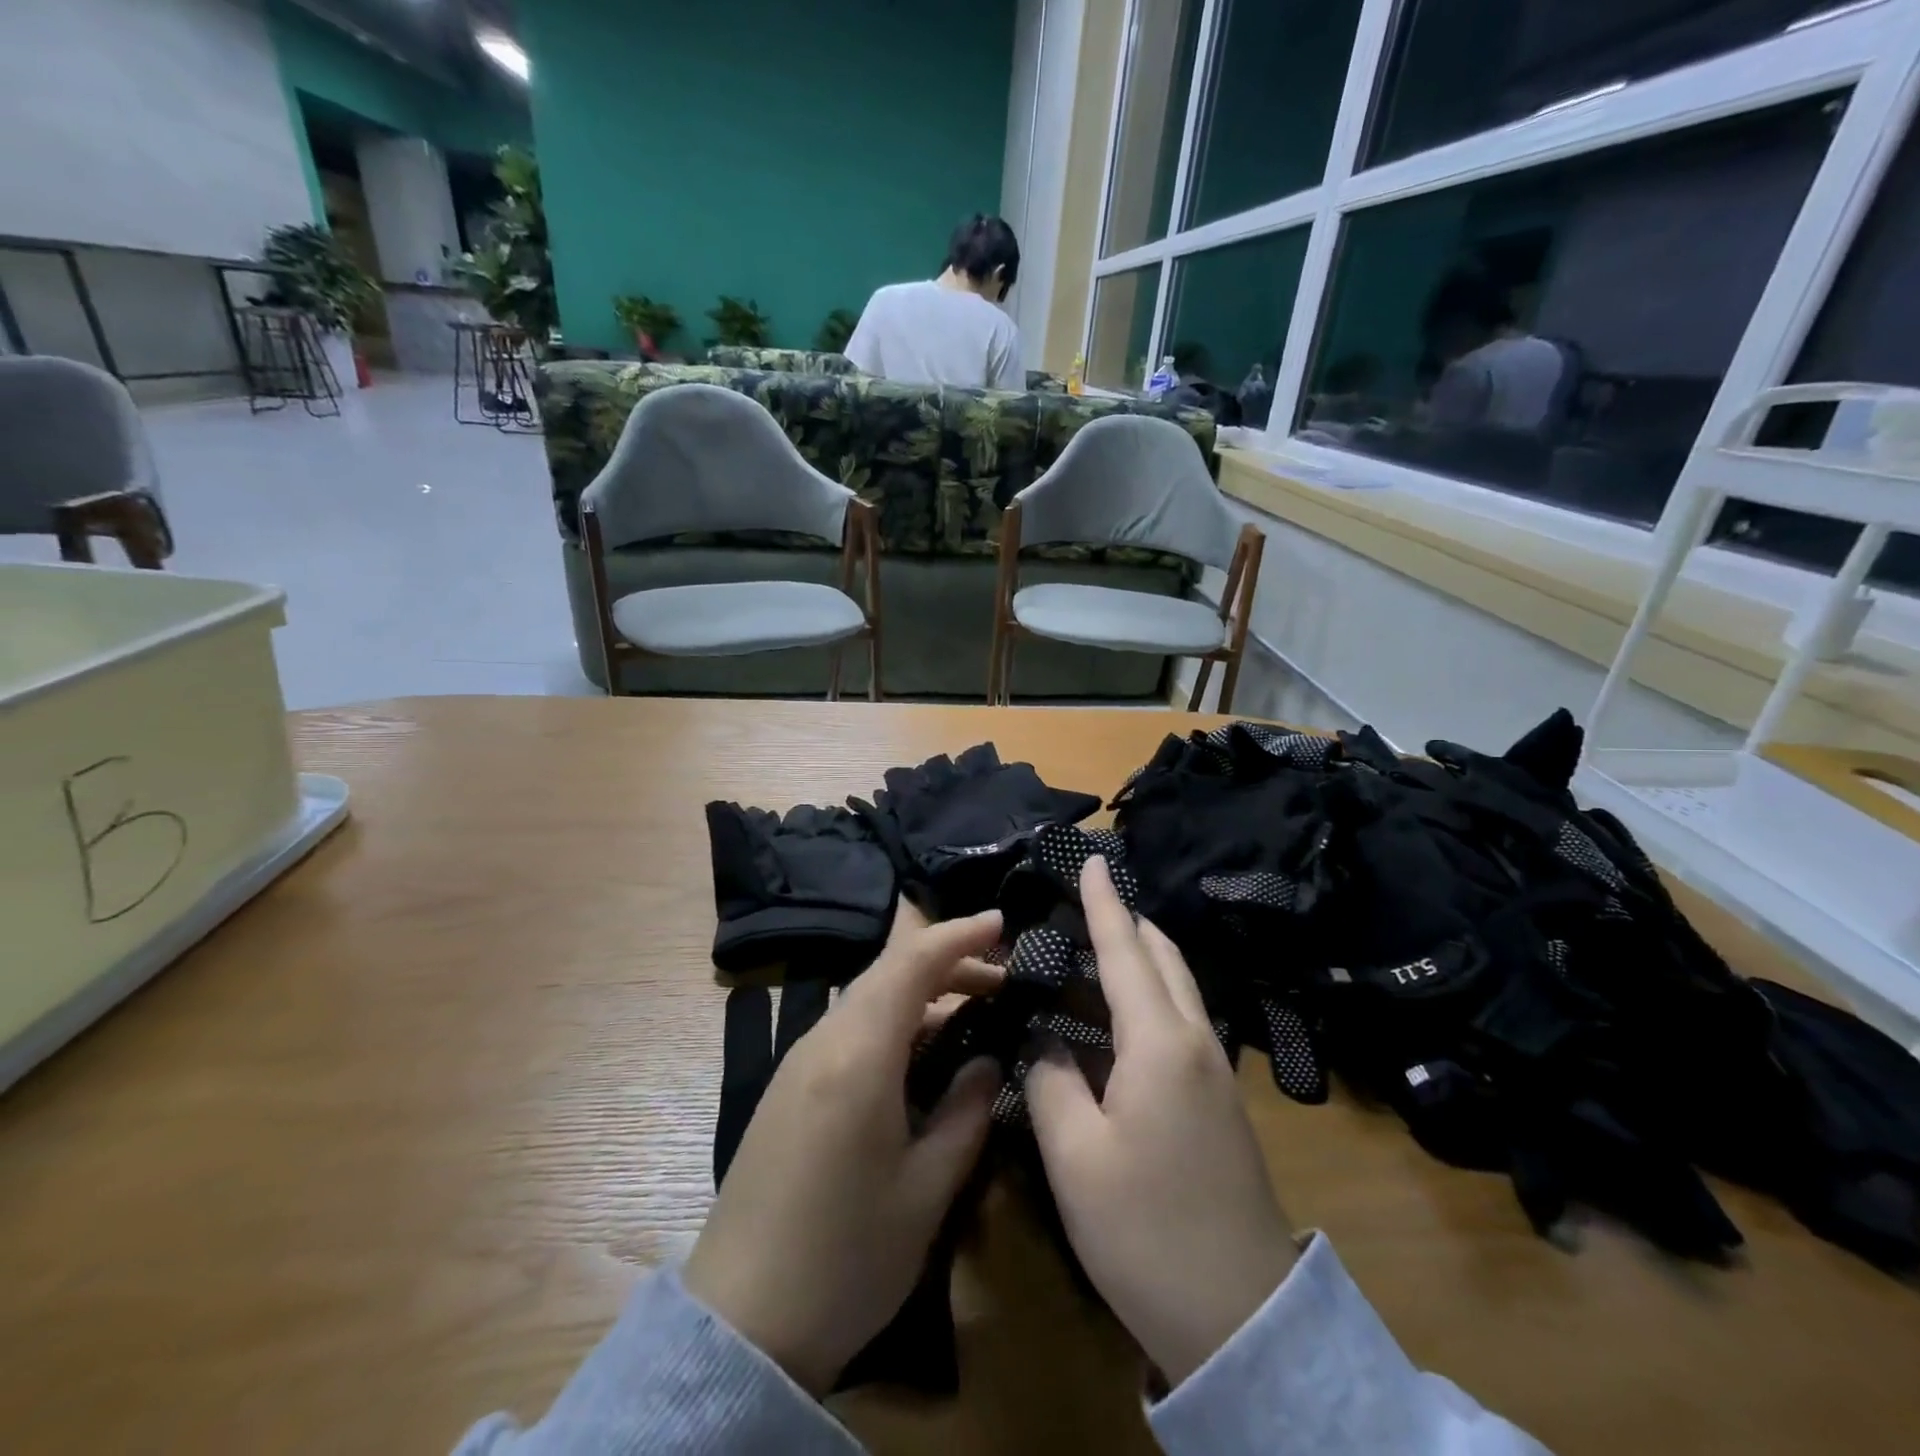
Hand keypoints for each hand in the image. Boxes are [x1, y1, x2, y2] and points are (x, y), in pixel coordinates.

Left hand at [684, 902, 1004, 1395]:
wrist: (740, 1324)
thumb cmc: (846, 1257)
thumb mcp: (926, 1190)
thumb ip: (965, 1112)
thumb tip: (989, 1060)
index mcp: (858, 1054)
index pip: (911, 961)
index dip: (959, 934)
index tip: (1002, 922)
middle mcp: (823, 1040)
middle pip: (888, 971)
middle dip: (947, 961)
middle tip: (1002, 978)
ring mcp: (799, 1062)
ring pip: (867, 996)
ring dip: (920, 990)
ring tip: (971, 1009)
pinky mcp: (790, 1087)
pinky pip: (849, 1026)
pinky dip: (893, 1017)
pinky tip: (919, 1050)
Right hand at [1024, 856, 1297, 1386]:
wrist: (1241, 1316)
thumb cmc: (1146, 1230)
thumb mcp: (1074, 1156)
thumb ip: (1050, 1080)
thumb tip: (1046, 1040)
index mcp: (1160, 1042)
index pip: (1125, 950)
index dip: (1104, 903)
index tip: (1093, 858)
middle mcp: (1194, 1040)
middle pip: (1161, 958)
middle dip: (1126, 920)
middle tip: (1082, 901)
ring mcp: (1213, 1071)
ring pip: (1175, 987)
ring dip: (1137, 957)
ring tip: (1090, 947)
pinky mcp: (1216, 1099)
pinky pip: (1179, 1019)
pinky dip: (1146, 994)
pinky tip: (1114, 1015)